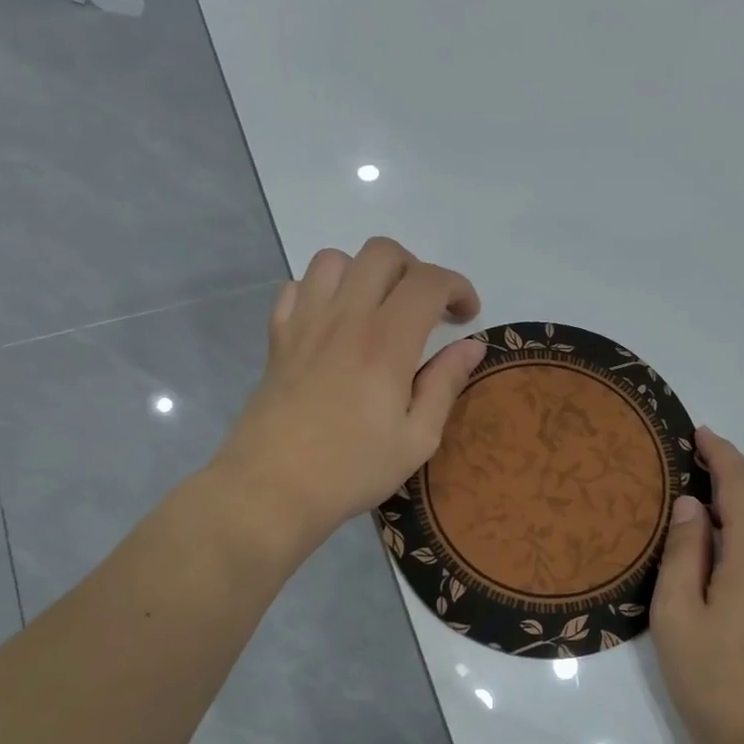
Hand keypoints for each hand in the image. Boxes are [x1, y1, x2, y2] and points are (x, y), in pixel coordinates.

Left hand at [213, 238, 484, 556]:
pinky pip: (296, 287)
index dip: (458, 287)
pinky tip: (333, 322)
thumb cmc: (352, 470)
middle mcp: (345, 317)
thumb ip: (446, 383)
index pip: (429, 281)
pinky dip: (320, 291)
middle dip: (415, 269)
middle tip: (426, 309)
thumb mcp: (418, 438)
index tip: (467, 316)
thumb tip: (472, 345)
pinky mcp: (278, 337)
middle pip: (382, 253)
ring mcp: (305, 322)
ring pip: (335, 259)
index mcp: (387, 341)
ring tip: (378, 308)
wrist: (271, 490)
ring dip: (365, 272)